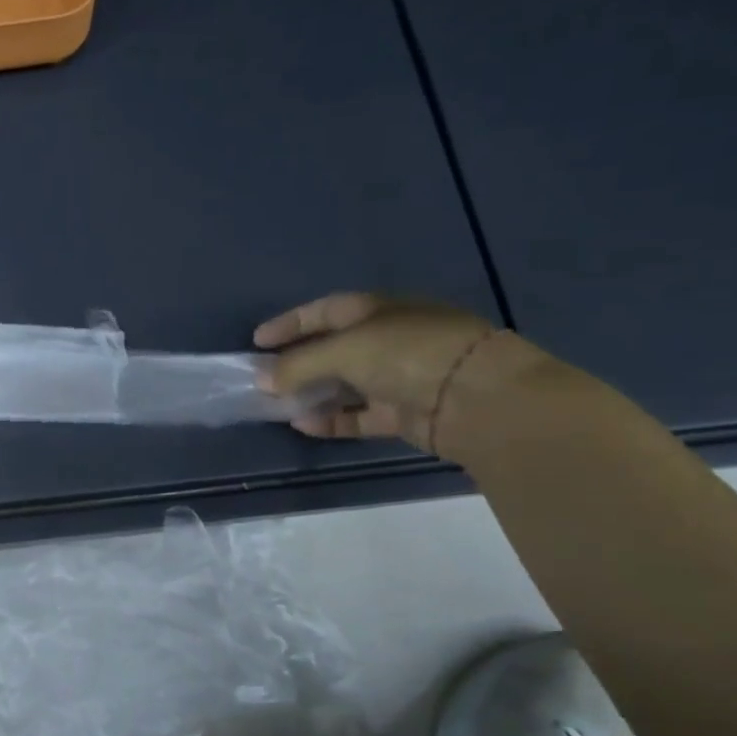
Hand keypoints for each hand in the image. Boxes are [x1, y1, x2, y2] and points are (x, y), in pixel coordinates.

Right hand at [255, 292, 538, 456]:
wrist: (479, 399)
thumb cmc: (408, 355)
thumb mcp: (345, 350)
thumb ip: (298, 365)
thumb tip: (262, 380)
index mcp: (376, 310)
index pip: (323, 311)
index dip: (290, 324)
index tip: (257, 341)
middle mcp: (387, 340)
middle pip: (332, 349)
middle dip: (297, 363)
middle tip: (263, 378)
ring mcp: (397, 378)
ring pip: (344, 385)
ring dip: (311, 394)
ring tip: (277, 404)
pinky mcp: (403, 413)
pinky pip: (358, 416)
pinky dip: (331, 420)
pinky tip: (303, 424)